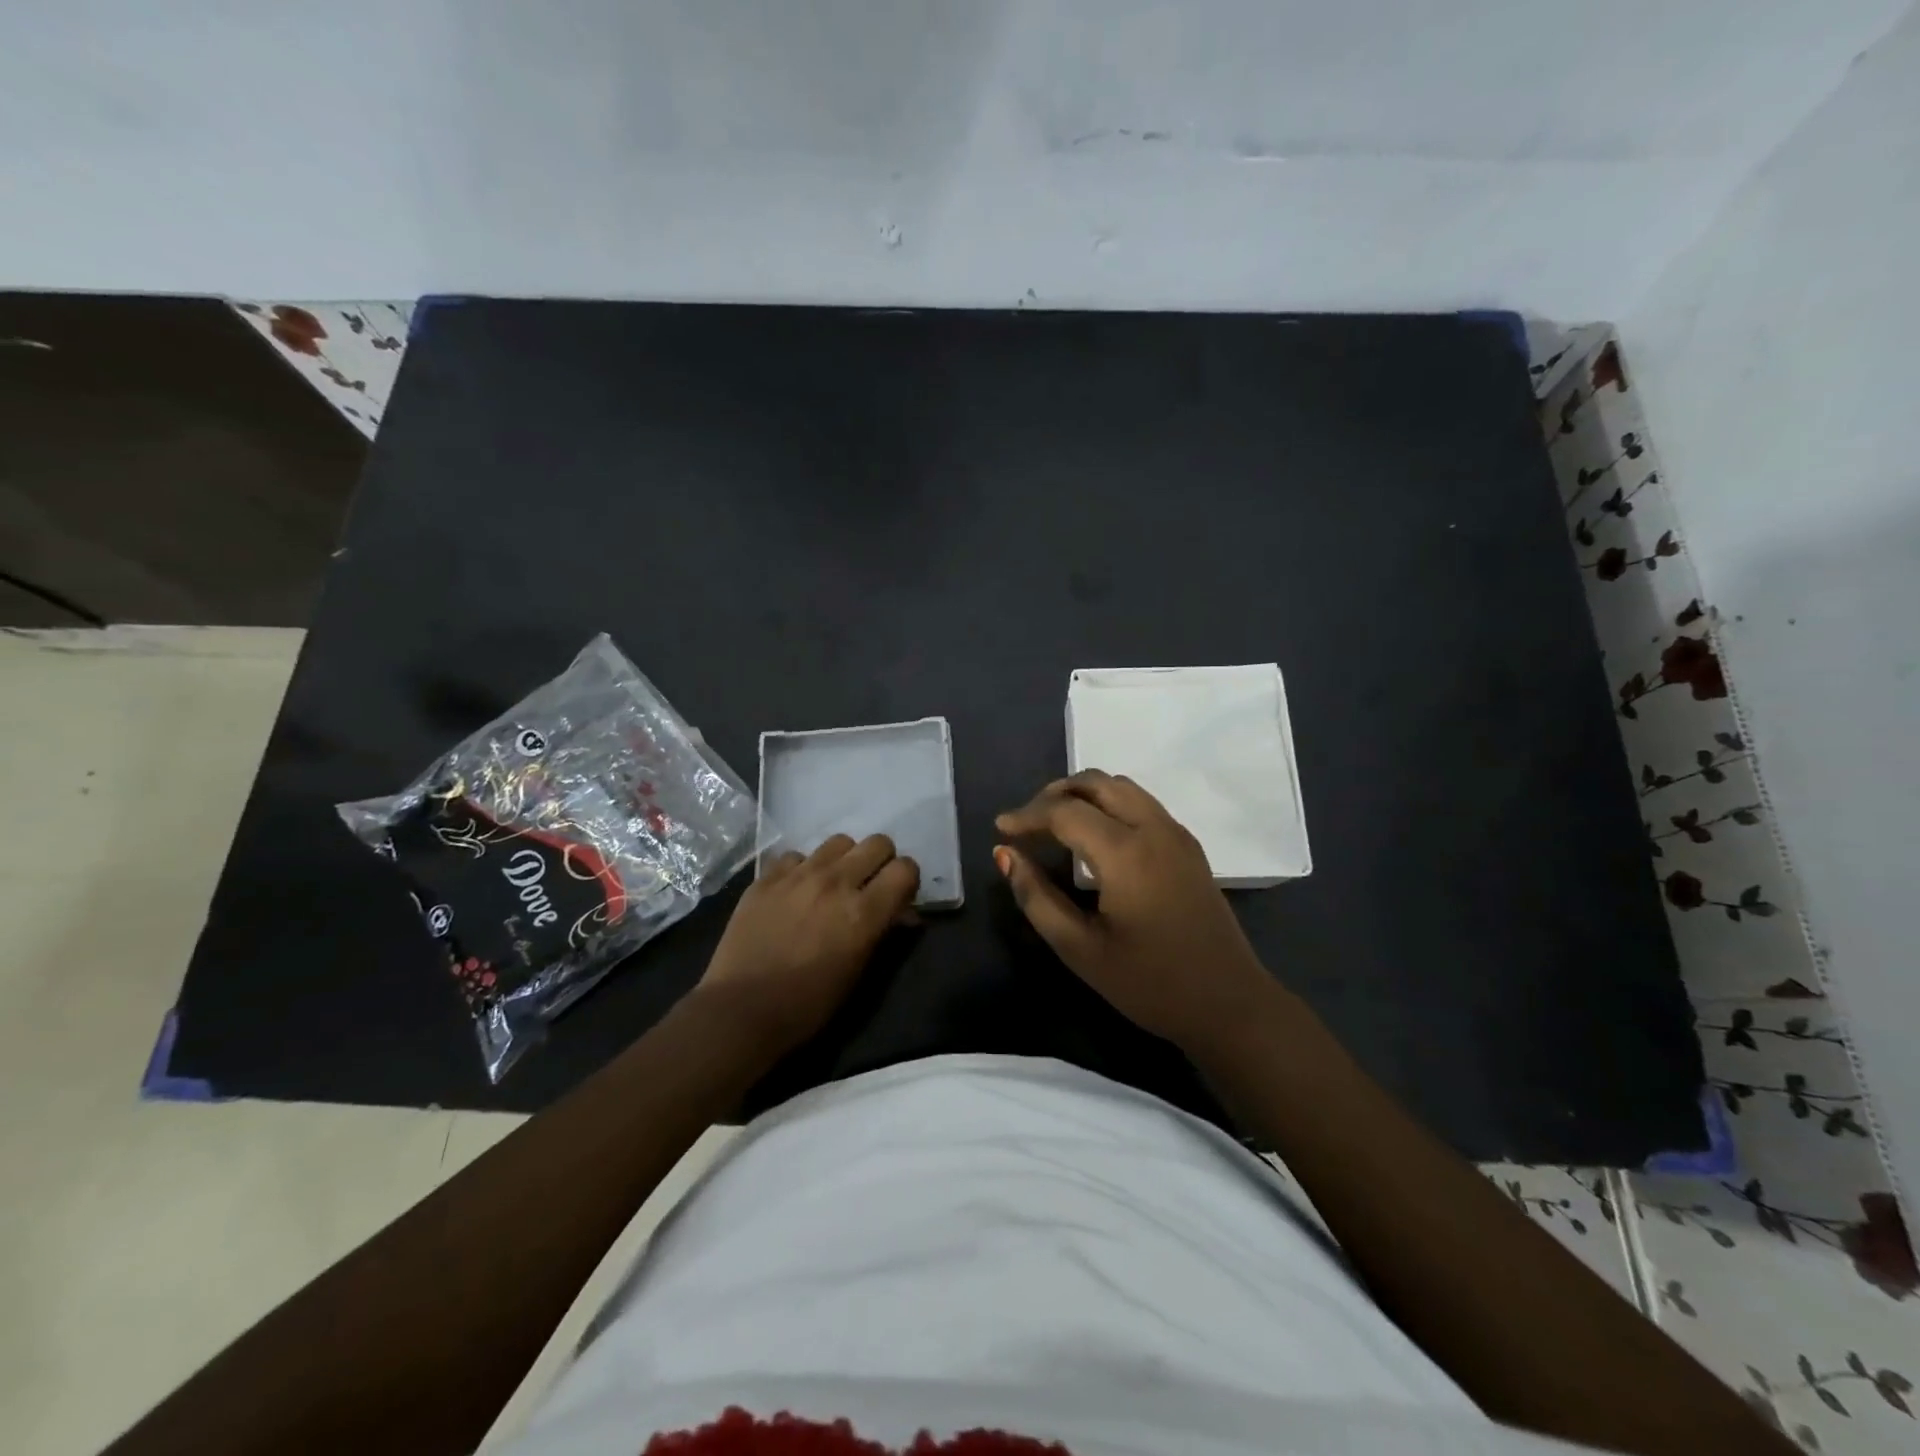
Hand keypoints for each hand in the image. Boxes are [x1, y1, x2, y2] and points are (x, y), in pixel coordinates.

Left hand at [696, 834, 919, 1056]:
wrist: (741, 1010)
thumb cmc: (808, 1004)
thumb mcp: (858, 973)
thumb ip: (883, 933)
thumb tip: (903, 914)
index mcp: (863, 912)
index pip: (905, 869)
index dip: (907, 880)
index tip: (899, 896)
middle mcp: (835, 882)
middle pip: (878, 843)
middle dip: (881, 861)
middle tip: (869, 885)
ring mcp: (798, 875)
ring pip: (839, 841)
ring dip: (844, 859)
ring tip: (832, 883)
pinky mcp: (766, 878)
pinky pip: (796, 856)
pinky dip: (803, 868)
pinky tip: (795, 891)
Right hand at [994, 770, 1273, 1053]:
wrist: (1229, 1004)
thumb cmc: (1149, 983)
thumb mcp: (1080, 948)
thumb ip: (1036, 896)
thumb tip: (1005, 854)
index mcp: (1125, 851)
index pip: (1064, 811)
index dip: (1027, 816)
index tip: (1000, 829)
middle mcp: (1153, 828)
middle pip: (1096, 782)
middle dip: (1055, 794)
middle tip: (1027, 823)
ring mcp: (1176, 833)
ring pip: (1122, 786)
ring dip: (1084, 794)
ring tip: (1055, 824)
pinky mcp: (1189, 845)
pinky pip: (1142, 802)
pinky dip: (1109, 803)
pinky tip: (1095, 837)